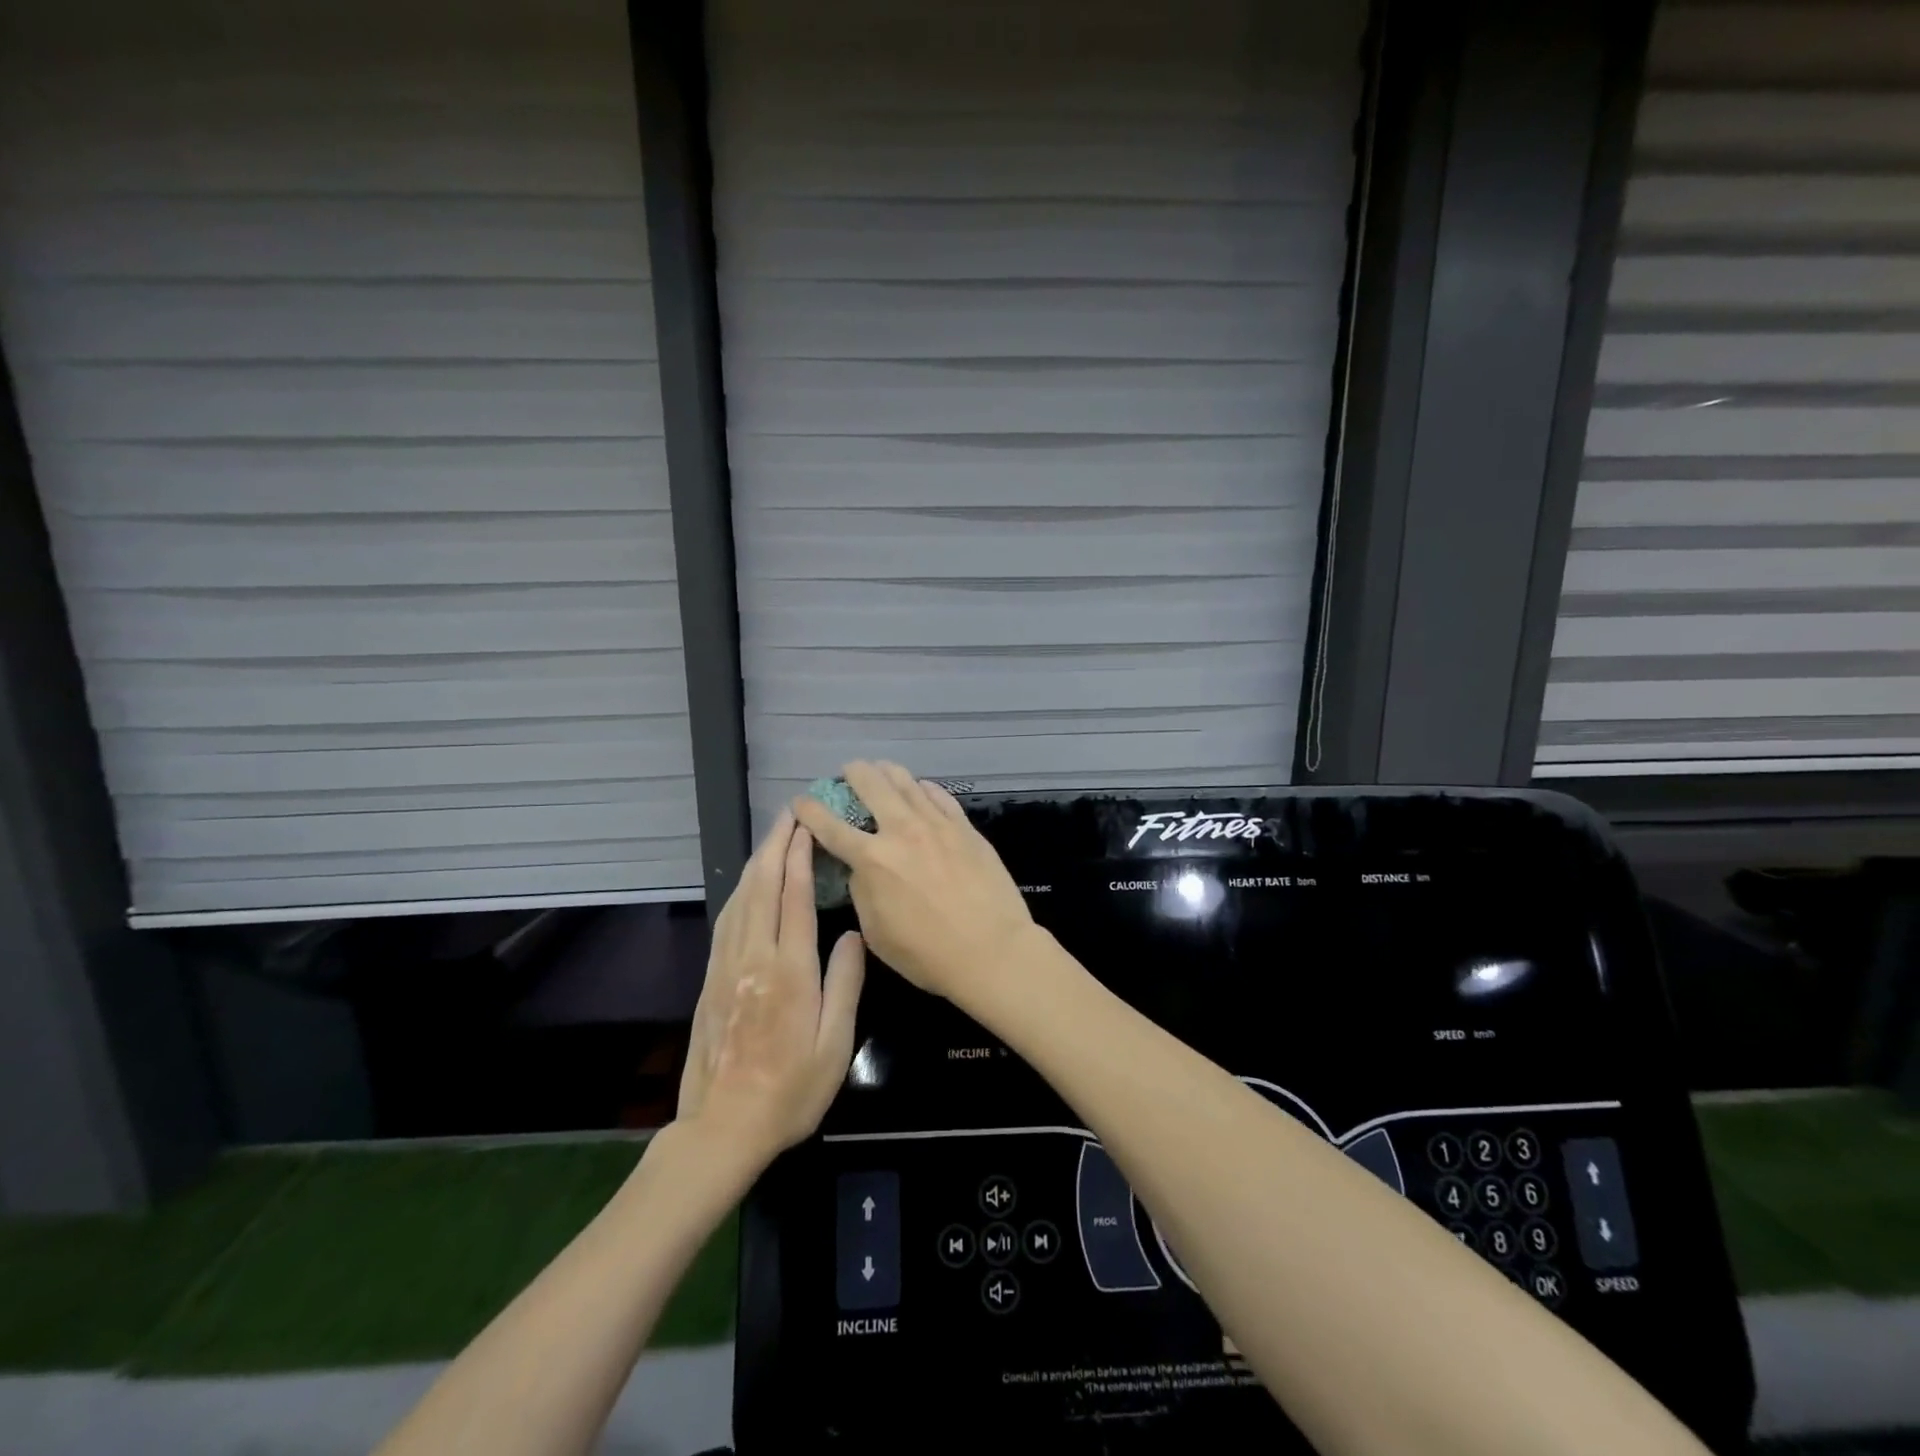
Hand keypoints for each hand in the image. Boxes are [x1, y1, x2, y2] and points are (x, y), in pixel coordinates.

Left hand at [677, 810, 865, 1167]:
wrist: (723, 1128)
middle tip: (789, 815)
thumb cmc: (791, 1091)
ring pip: (740, 900)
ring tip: (772, 838)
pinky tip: (746, 884)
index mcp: (789, 971)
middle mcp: (754, 958)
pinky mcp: (711, 979)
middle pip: (762, 888)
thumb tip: (854, 934)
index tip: (807, 826)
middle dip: (775, 847)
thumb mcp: (835, 1044)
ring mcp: (727, 967)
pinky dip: (738, 892)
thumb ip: (845, 983)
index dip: (800, 857)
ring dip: (756, 863)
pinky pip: (725, 921)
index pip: (794, 898)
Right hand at [791, 761, 1036, 1006]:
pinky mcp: (965, 827)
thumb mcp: (876, 931)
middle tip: (847, 772)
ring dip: (887, 772)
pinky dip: (924, 788)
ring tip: (880, 769)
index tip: (800, 801)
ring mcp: (937, 824)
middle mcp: (902, 830)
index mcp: (872, 859)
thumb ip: (862, 891)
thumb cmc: (927, 954)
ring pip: (907, 782)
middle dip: (853, 773)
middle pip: (871, 784)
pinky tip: (920, 788)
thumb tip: (861, 868)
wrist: (991, 950)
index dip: (809, 810)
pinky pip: (939, 796)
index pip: (830, 825)